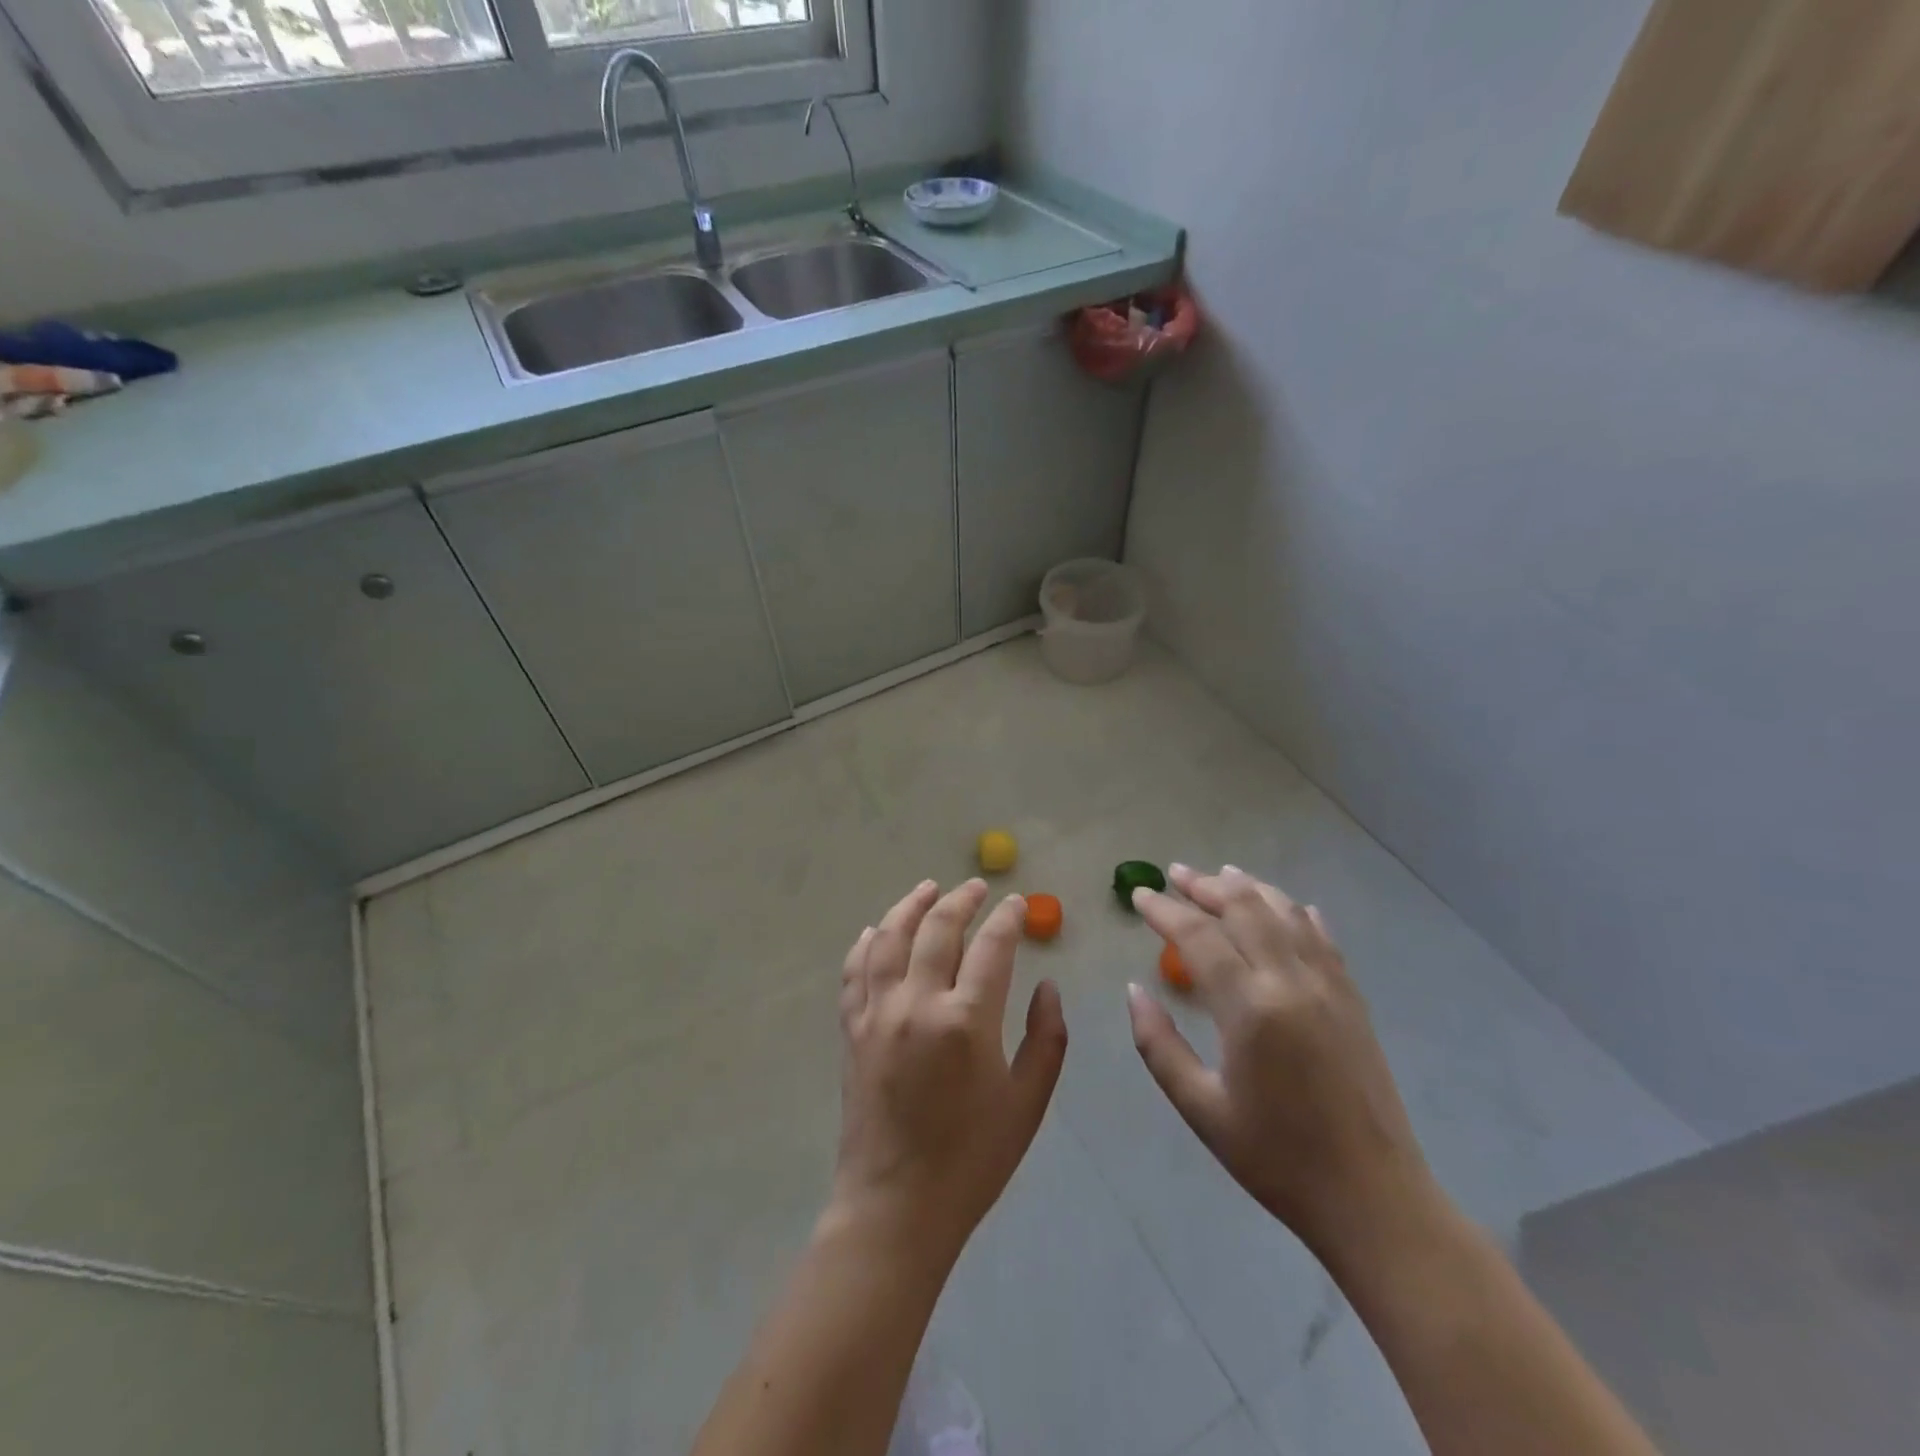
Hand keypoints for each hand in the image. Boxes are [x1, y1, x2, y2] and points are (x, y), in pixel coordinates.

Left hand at [831, 879, 1067, 1264]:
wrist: (897, 1207)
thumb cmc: (972, 1158)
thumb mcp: (1027, 1102)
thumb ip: (1046, 1037)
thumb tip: (1048, 985)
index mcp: (966, 1020)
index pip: (991, 946)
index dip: (1008, 918)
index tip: (1017, 903)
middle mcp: (917, 1003)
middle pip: (937, 929)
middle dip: (961, 900)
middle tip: (977, 888)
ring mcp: (877, 1013)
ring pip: (888, 938)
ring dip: (909, 906)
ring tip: (927, 888)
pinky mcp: (851, 1030)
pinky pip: (854, 972)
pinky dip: (865, 944)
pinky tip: (874, 930)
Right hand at [1127, 865, 1438, 1267]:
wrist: (1373, 1199)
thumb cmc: (1276, 1158)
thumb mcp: (1200, 1108)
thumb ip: (1159, 1044)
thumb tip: (1135, 990)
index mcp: (1250, 1008)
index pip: (1198, 936)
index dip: (1165, 910)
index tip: (1139, 895)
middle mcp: (1291, 982)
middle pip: (1244, 909)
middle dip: (1204, 885)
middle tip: (1174, 874)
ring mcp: (1329, 986)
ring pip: (1285, 913)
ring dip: (1249, 888)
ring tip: (1221, 875)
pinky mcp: (1353, 999)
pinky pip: (1322, 938)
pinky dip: (1296, 912)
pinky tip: (1286, 907)